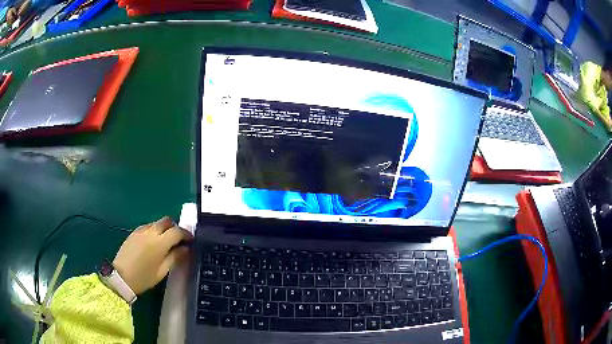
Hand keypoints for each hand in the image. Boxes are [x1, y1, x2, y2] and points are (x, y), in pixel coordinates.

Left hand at [113, 217, 192, 294]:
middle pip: (166, 221)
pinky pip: (148, 226)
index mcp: (159, 243)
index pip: (177, 231)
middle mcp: (150, 232)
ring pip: (157, 223)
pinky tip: (153, 243)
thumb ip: (175, 257)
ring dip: (164, 229)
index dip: (186, 233)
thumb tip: (185, 249)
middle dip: (175, 227)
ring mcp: (141, 230)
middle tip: (178, 239)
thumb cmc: (144, 278)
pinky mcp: (133, 232)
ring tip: (166, 242)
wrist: (121, 277)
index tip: (190, 239)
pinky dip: (154, 231)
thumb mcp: (162, 271)